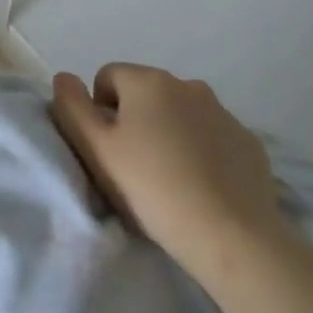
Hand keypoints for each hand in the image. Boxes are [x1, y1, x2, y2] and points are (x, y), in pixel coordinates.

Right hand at [50, 64, 283, 277]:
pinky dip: (201, 151)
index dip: (98, 110)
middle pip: (145, 93)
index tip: (106, 149)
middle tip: (133, 167)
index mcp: (149, 81)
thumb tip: (64, 78)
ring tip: (168, 179)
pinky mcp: (249, 142)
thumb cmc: (152, 188)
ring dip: (168, 133)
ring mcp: (224, 112)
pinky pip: (211, 136)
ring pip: (180, 114)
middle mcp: (188, 85)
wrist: (231, 235)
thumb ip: (72, 108)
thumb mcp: (96, 150)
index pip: (108, 77)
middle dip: (134, 120)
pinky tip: (201, 186)